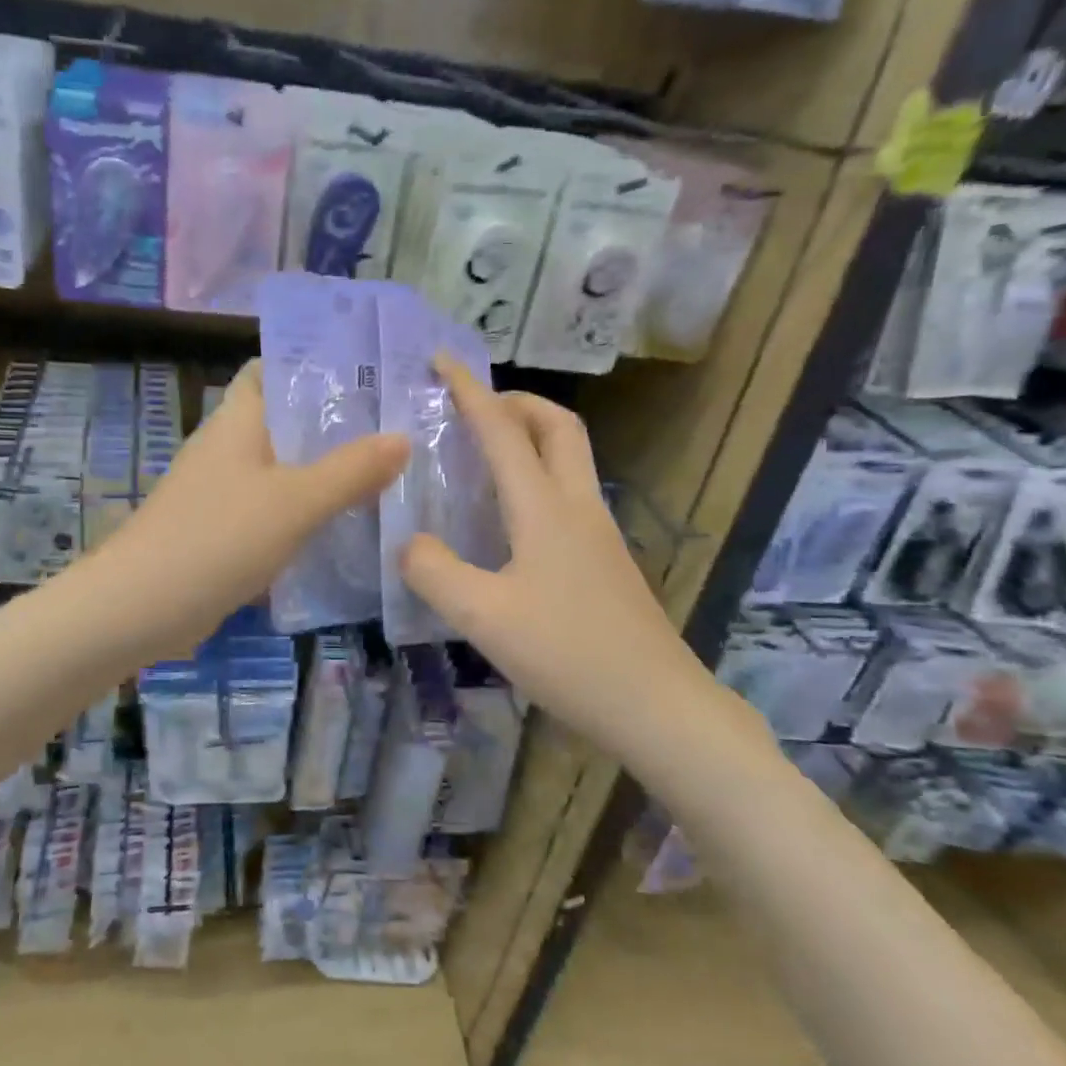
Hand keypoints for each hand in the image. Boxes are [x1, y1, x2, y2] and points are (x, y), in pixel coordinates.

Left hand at [99, 361, 408, 659]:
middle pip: (285, 421)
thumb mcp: (296, 502)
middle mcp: (227, 446)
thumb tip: (403, 438)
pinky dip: (303, 511)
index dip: (315, 366)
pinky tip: (343, 524)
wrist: (142, 607)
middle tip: (396, 427)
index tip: (369, 374)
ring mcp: (221, 490)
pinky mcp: (221, 530)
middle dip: (334, 424)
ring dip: (323, 471)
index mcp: (238, 420)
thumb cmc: (219, 538)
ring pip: (282, 469)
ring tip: (384, 472)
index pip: (271, 370)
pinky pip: (271, 509)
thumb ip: (351, 470)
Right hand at [400, 358, 714, 747]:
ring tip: (485, 455)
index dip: (470, 391)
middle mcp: (577, 507)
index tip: (441, 360)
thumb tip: (409, 543)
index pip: (503, 431)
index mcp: (545, 508)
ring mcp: (599, 533)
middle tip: (473, 408)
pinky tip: (510, 518)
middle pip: (557, 426)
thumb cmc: (568, 654)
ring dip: (530, 436)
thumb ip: (434, 572)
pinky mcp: (605, 561)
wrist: (656, 706)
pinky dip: (538, 477)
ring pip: (569, 458)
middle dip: (516, 401)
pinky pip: (569, 493)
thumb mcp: (483, 616)